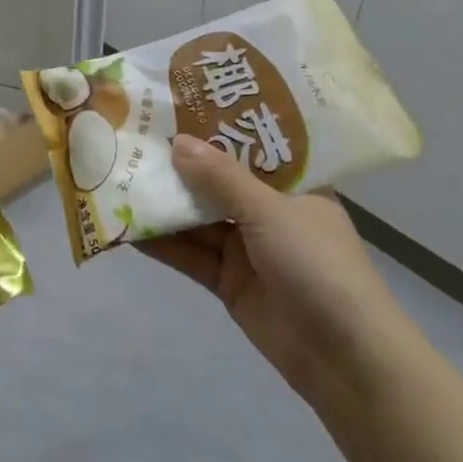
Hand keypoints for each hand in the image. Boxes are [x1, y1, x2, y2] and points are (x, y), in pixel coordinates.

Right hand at [140, 136, 403, 407]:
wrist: (343, 357)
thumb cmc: (318, 264)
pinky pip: (190, 254)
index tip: (176, 104)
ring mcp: (247, 248)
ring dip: (164, 203)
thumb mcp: (271, 212)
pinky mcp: (228, 282)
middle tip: (134, 138)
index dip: (215, 127)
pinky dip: (162, 243)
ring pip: (198, 218)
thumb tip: (177, 142)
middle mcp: (269, 211)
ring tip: (119, 176)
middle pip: (217, 181)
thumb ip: (221, 178)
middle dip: (179, 165)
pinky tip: (126, 226)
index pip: (250, 146)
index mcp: (293, 185)